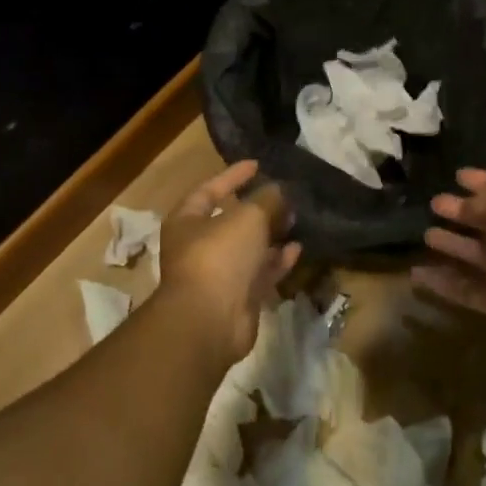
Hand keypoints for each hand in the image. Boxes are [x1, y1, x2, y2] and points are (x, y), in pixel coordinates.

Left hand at [158, 160, 301, 364]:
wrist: (210, 320)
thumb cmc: (220, 256)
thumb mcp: (248, 217)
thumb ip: (267, 200)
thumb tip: (279, 191)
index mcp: (187, 221)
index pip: (209, 190)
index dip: (232, 176)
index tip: (257, 165)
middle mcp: (199, 246)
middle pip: (231, 221)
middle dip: (258, 208)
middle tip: (284, 196)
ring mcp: (218, 274)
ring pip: (248, 248)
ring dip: (270, 234)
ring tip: (295, 220)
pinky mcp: (238, 297)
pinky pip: (260, 273)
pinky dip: (277, 261)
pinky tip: (297, 249)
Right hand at [413, 168, 485, 350]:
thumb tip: (464, 203)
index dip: (483, 184)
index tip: (457, 176)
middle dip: (462, 213)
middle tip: (434, 204)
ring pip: (475, 256)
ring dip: (452, 245)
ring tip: (426, 234)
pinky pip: (466, 289)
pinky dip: (442, 282)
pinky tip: (416, 273)